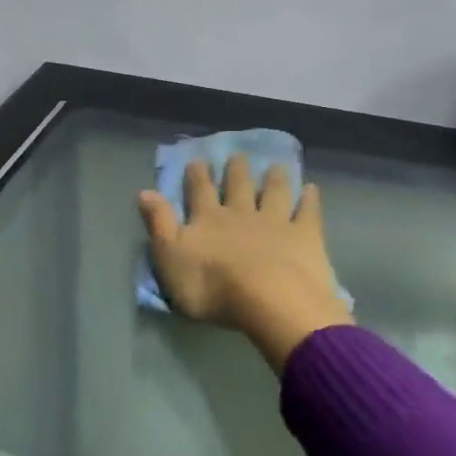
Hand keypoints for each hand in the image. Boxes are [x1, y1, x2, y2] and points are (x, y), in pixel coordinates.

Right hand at [138, 155, 351, 374]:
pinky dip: (310, 199)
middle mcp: (241, 213)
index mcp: (208, 220)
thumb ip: (158, 224)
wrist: (269, 300)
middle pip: (238, 186)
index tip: (197, 160)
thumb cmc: (212, 286)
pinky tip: (312, 189)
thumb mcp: (170, 258)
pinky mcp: (305, 236)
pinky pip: (308, 212)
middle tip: (238, 155)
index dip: (197, 175)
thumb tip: (144, 192)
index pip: (199, 192)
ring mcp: (275, 222)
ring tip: (276, 166)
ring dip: (274, 179)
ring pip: (274, 193)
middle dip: (236, 170)